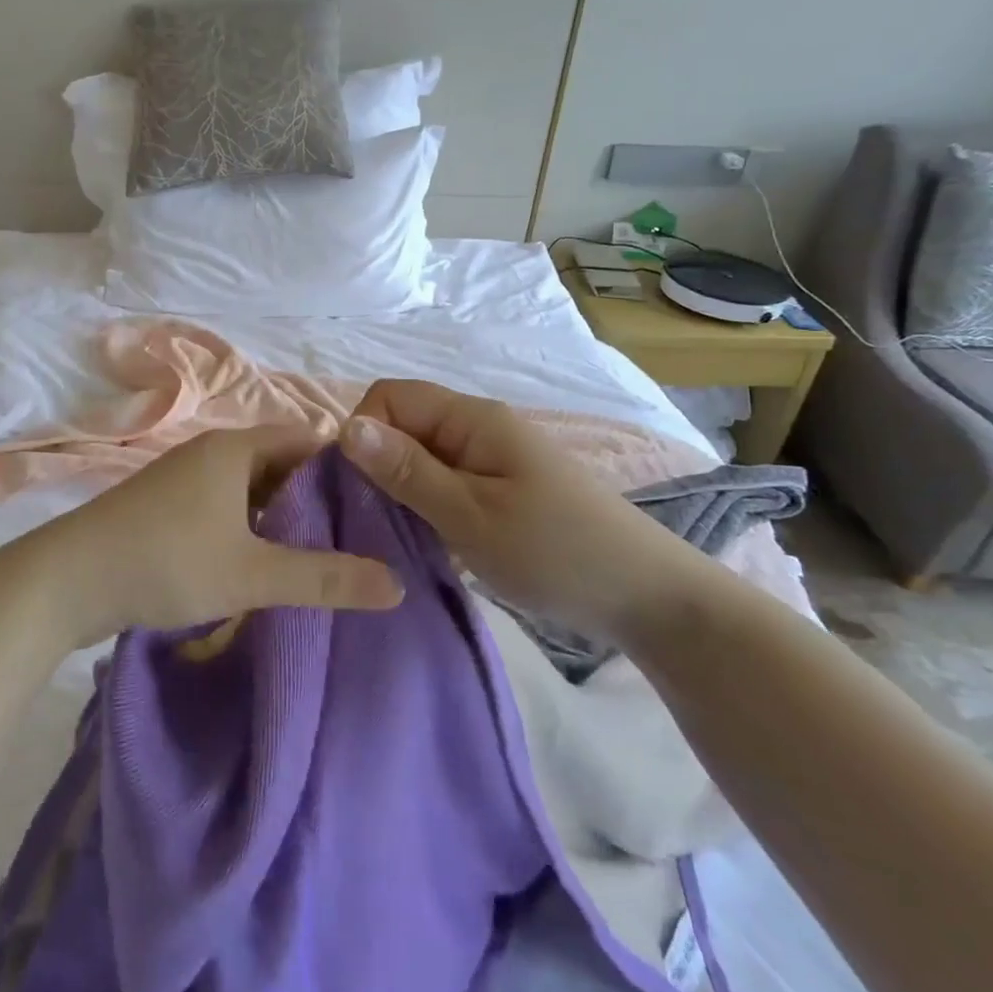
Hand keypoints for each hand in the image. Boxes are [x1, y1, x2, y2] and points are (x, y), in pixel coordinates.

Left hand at [27, 425, 404, 645]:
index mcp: (234, 448)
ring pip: (249, 488)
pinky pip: (224, 506)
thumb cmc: (166, 561)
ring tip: (320, 552)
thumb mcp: (253, 574)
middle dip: (315, 496)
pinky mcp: (165, 506)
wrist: (64, 581)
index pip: (306, 439)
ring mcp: (183, 478)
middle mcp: (210, 452)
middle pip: (279, 464)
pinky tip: (263, 561)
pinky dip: (250, 526)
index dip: (344, 467)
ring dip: (281, 516)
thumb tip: (397, 584)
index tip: (377, 502)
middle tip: (357, 534)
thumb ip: (325, 578)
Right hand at [339, 379, 713, 645]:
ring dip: (400, 488)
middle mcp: (479, 426)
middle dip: (377, 463)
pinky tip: (425, 538)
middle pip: (404, 423)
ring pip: (421, 455)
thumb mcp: (470, 515)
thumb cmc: (555, 552)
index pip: (390, 395)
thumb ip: (407, 471)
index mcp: (472, 418)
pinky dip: (425, 503)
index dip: (363, 431)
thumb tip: (346, 427)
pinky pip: (443, 480)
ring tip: (394, 534)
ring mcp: (491, 458)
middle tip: (372, 519)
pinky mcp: (500, 487)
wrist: (646, 595)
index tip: (357, 486)